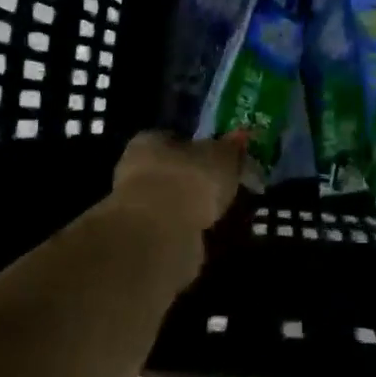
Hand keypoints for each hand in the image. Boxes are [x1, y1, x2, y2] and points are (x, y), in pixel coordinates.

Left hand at [107, 130, 246, 235]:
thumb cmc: (189, 180)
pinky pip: (172, 228)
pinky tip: (208, 235)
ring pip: (172, 202)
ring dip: (193, 208)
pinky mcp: (142, 239)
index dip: (200, 147)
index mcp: (149, 141)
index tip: (222, 160)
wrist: (159, 237)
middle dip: (196, 180)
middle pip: (173, 170)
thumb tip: (240, 136)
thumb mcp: (222, 156)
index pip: (176, 138)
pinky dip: (188, 230)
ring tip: (222, 214)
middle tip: (225, 188)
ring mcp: (136, 208)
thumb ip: (231, 148)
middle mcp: (135, 170)